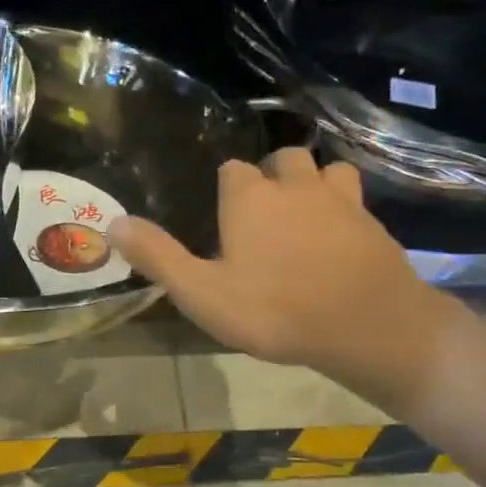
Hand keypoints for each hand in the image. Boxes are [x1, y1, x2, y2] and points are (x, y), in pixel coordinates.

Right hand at [109, 150, 463, 405]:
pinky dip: (344, 208)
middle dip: (271, 177)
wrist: (365, 325)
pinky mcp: (373, 222)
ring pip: (325, 170)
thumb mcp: (202, 293)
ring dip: (313, 183)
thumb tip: (112, 223)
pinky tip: (340, 236)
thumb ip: (158, 257)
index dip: (226, 190)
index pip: (232, 170)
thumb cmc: (274, 310)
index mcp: (250, 198)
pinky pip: (355, 199)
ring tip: (304, 214)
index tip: (223, 217)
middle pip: (282, 160)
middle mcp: (295, 186)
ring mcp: (340, 200)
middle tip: (263, 214)